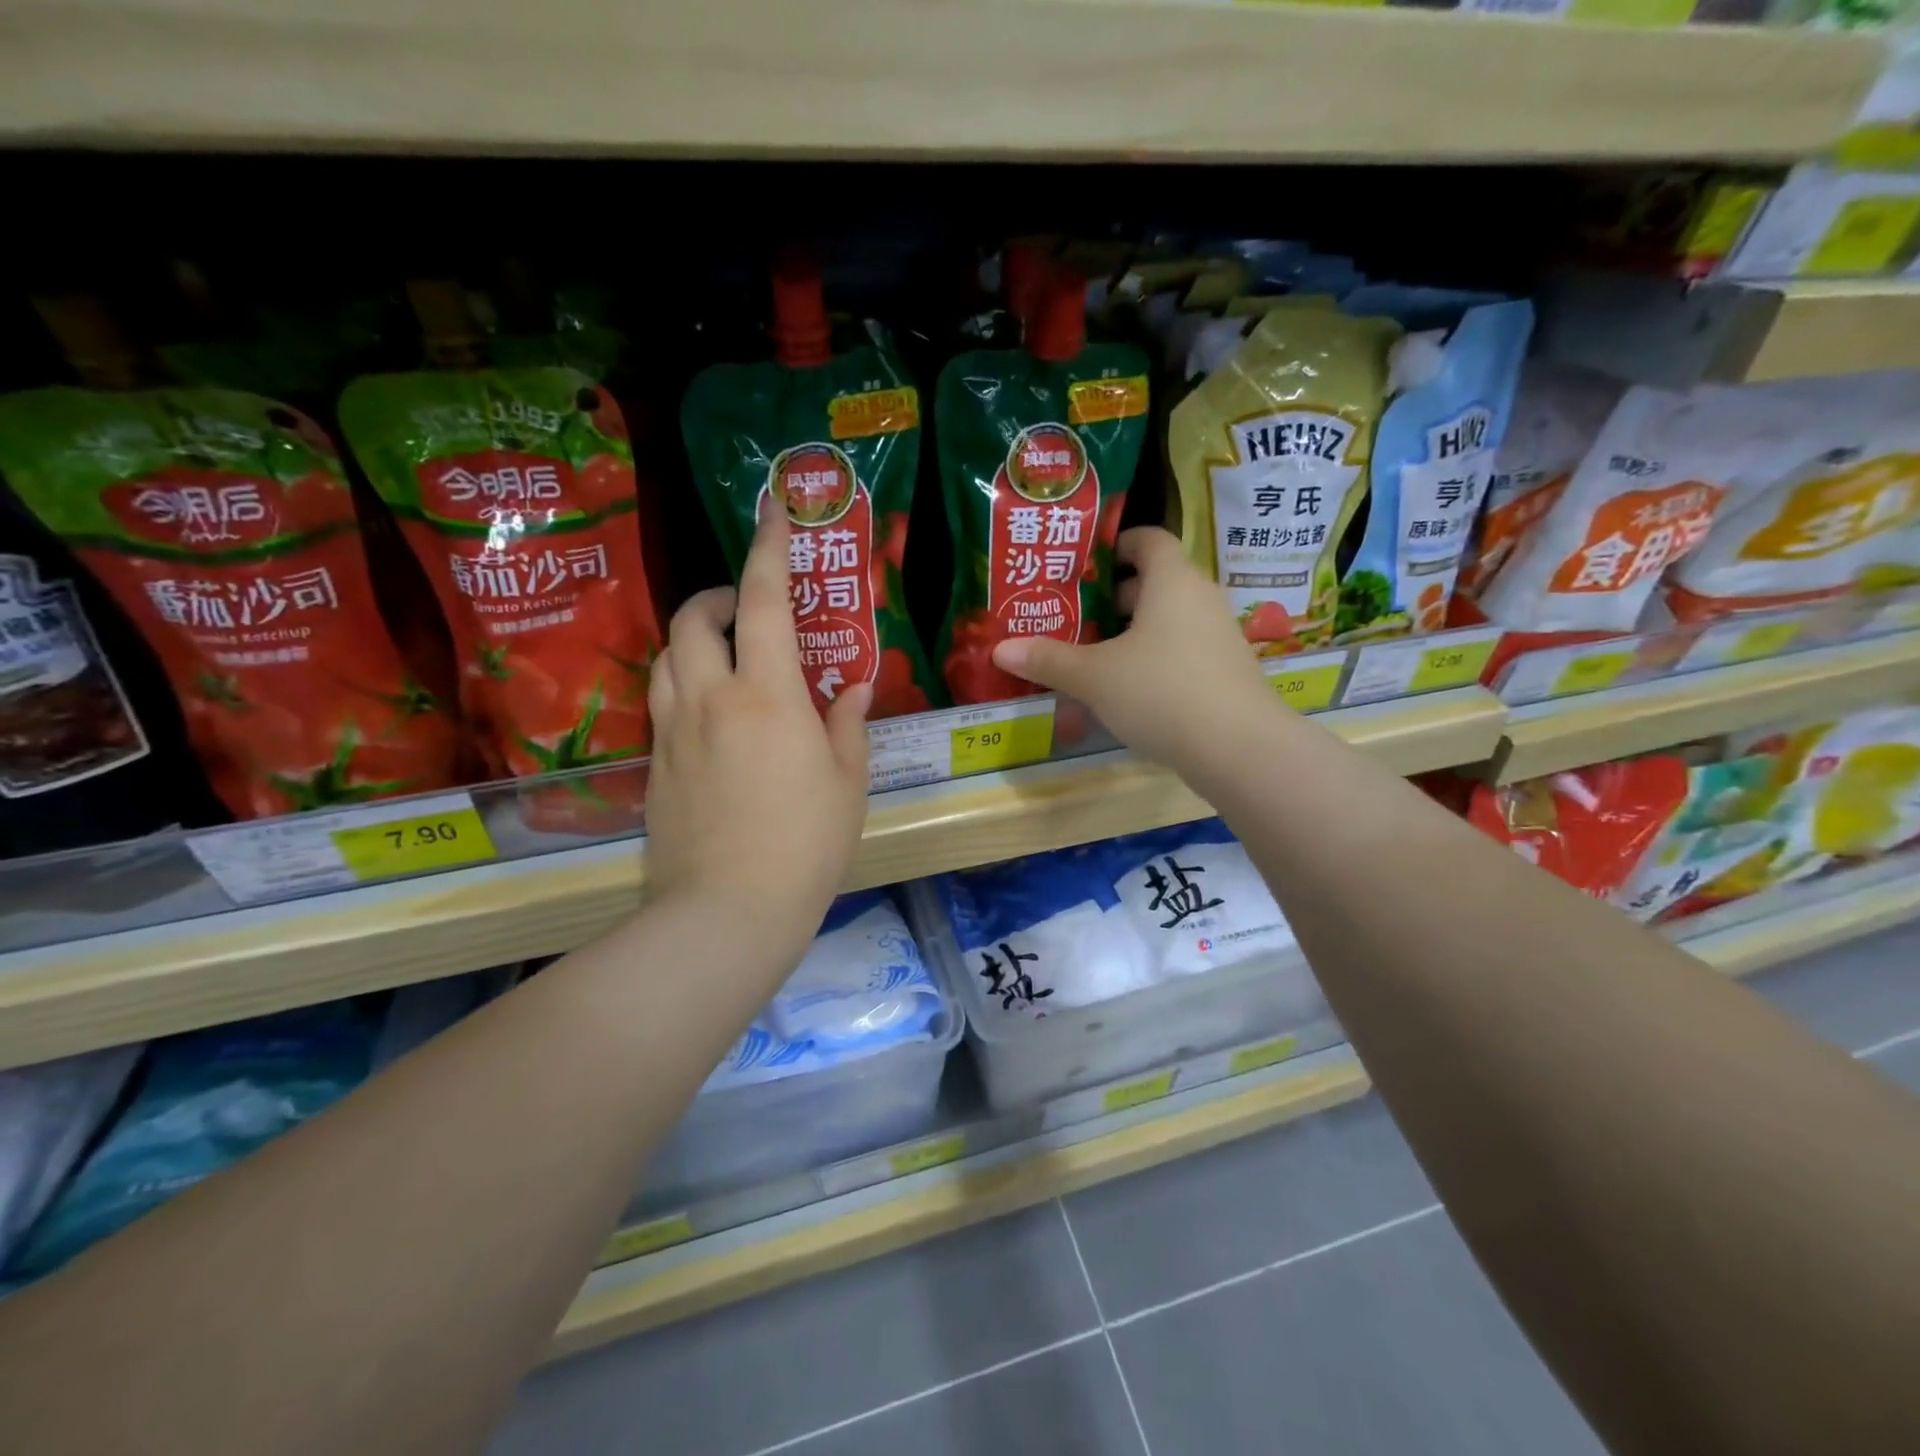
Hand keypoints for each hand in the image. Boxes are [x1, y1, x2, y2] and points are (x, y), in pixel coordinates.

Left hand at [644, 502, 871, 955]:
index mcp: (767, 695)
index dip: (769, 548)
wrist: (729, 911)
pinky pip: (661, 701)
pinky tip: (709, 710)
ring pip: (667, 655)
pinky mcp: (654, 764)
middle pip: (694, 617)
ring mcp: (673, 731)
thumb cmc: (806, 845)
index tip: (772, 510)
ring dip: (693, 636)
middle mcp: (711, 698)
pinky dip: (683, 682)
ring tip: (725, 652)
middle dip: (717, 594)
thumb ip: (848, 724)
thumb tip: (851, 688)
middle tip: (746, 607)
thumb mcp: (847, 782)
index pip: (765, 601)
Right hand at [991, 527, 1273, 772]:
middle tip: (1076, 614)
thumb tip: (1000, 649)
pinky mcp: (1227, 671)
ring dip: (1135, 631)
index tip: (1085, 563)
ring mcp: (1219, 635)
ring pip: (1170, 619)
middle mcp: (1201, 598)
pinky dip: (1156, 657)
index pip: (1148, 539)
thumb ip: (1048, 660)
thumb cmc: (1161, 692)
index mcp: (1172, 581)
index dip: (1117, 543)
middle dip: (1115, 595)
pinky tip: (1130, 689)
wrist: (1238, 748)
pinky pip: (1184, 648)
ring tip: (1095, 654)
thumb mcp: (1094, 676)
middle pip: (1157, 581)